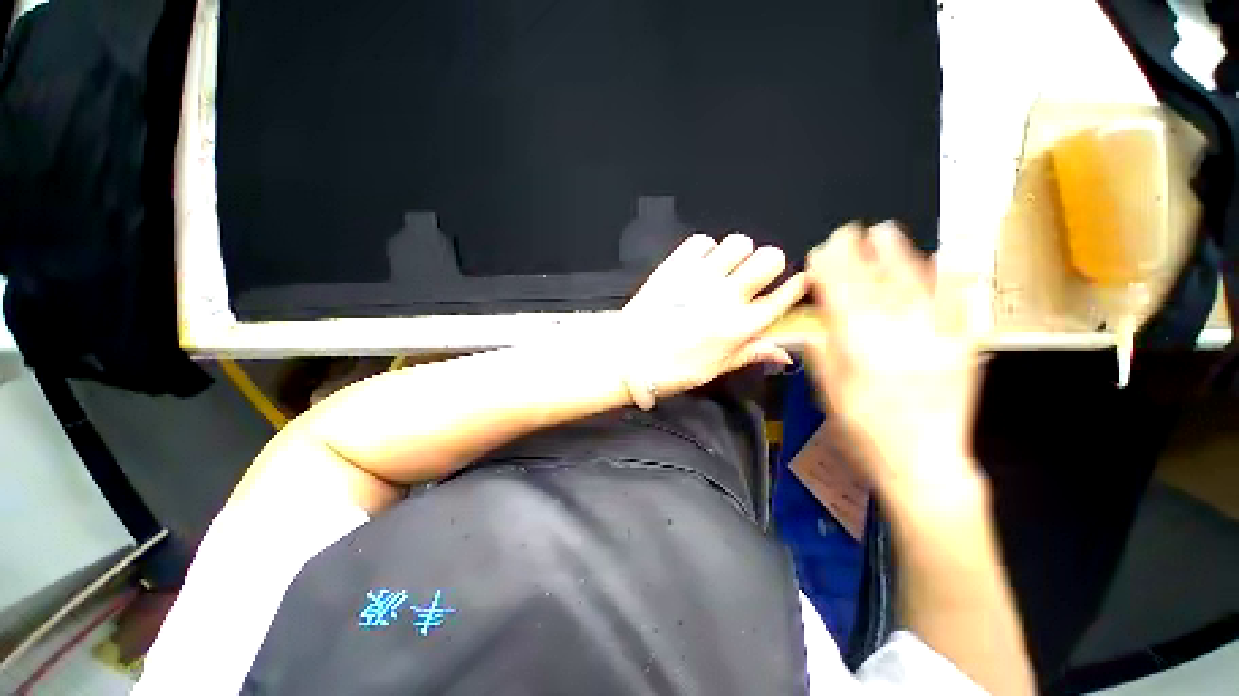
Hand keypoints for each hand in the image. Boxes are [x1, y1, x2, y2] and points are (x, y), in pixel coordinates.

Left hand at [615, 233, 807, 400]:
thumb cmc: (671, 370)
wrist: (627, 356)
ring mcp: (700, 277)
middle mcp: (726, 297)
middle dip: (769, 264)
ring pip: (739, 242)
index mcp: (739, 327)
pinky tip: (698, 265)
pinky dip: (705, 250)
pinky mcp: (675, 265)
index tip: (797, 281)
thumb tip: (785, 353)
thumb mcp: (715, 369)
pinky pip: (702, 241)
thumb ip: (751, 354)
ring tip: (724, 269)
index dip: (796, 286)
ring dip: (737, 254)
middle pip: (770, 258)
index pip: (783, 297)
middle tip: (753, 276)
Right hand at [803, 223, 982, 507]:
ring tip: (886, 231)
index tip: (820, 250)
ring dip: (898, 255)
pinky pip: (957, 306)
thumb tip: (814, 324)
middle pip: (873, 286)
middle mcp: (896, 337)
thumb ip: (822, 355)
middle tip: (848, 230)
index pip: (839, 298)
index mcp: (859, 350)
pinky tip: (944, 257)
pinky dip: (950, 279)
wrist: (923, 463)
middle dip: (857, 255)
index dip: (828, 271)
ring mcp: (934, 339)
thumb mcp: (830, 395)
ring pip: (913, 287)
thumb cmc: (865, 432)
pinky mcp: (961, 348)